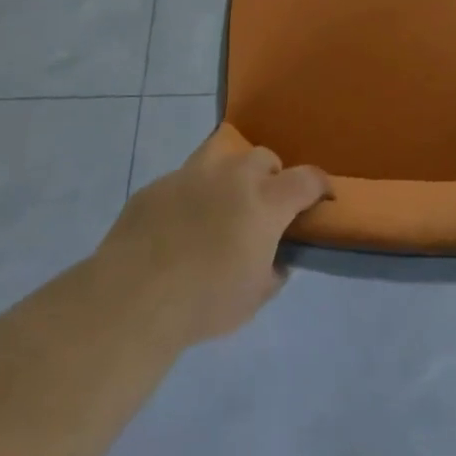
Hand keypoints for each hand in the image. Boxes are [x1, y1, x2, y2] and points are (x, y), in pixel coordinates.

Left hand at [97, 125, 330, 349]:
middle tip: (264, 208)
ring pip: (222, 154)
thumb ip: (273, 271)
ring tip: (222, 203)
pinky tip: (179, 226)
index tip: (323, 198)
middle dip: (272, 177)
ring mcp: (190, 175)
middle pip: (264, 158)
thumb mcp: (254, 298)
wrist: (132, 298)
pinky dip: (191, 195)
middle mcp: (232, 176)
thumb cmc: (205, 301)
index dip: (320, 186)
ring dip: (231, 173)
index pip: (306, 179)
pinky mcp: (156, 186)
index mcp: (265, 202)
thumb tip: (276, 259)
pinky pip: (183, 180)